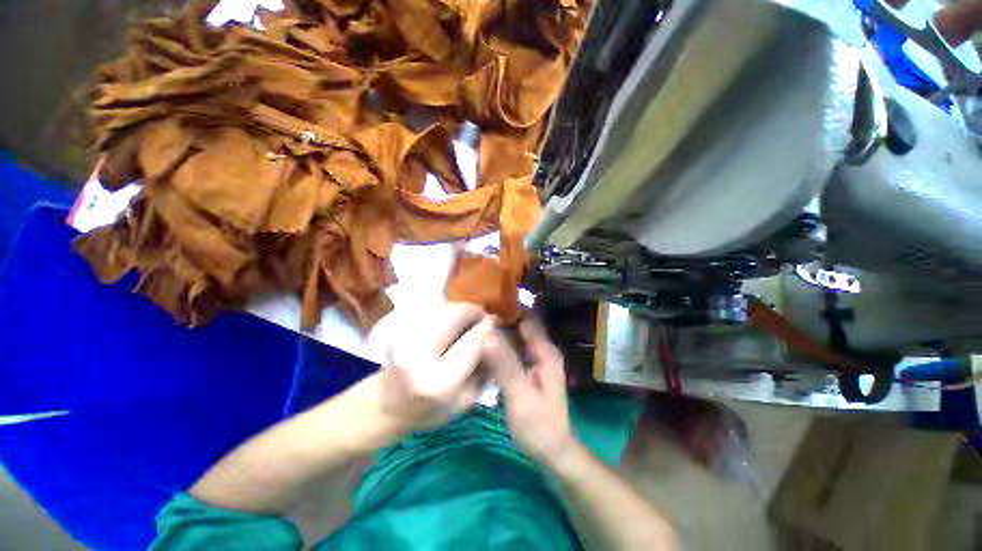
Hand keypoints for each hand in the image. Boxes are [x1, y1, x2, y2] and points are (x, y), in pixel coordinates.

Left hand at [380, 302, 495, 429]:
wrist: (388, 405)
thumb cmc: (431, 410)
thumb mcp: (467, 400)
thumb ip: (484, 368)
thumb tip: (496, 334)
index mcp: (440, 382)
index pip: (473, 342)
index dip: (488, 327)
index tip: (496, 321)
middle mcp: (419, 355)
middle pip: (456, 316)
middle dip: (474, 311)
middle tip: (483, 316)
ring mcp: (404, 338)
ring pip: (444, 309)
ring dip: (461, 310)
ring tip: (468, 319)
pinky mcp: (397, 329)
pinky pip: (432, 312)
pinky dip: (447, 313)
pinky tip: (450, 323)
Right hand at [484, 319, 577, 464]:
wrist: (552, 450)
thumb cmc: (538, 424)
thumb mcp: (519, 394)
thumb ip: (504, 364)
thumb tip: (486, 335)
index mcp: (545, 352)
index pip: (528, 319)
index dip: (509, 308)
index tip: (487, 302)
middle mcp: (543, 351)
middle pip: (522, 326)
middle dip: (502, 318)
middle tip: (476, 313)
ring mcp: (536, 360)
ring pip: (517, 337)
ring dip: (501, 331)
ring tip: (477, 325)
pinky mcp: (530, 369)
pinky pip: (515, 350)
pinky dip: (502, 345)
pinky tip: (485, 346)